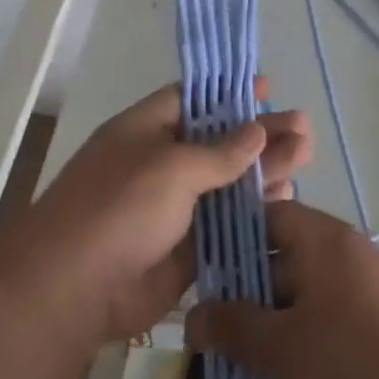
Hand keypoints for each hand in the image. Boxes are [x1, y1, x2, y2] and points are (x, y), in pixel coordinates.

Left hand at [26, 79, 311, 341]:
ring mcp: (174, 208)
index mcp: (146, 131)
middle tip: (304, 129)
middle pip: (218, 142)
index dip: (229, 92)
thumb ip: (220, 152)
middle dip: (260, 134)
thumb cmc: (119, 208)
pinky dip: (255, 212)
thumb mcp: (171, 167)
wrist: (72, 290)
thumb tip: (256, 132)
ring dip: (264, 171)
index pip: (192, 99)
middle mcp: (161, 164)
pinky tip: (286, 199)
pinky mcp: (186, 248)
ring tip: (306, 158)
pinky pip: (227, 224)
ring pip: (228, 183)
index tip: (267, 88)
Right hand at [186, 201, 378, 378]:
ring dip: (268, 321)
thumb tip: (192, 317)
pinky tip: (273, 373)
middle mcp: (344, 252)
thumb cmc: (351, 363)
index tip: (199, 271)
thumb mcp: (280, 347)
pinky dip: (297, 337)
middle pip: (280, 256)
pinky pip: (323, 317)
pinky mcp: (374, 321)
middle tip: (208, 326)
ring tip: (232, 356)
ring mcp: (363, 287)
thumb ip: (232, 327)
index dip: (230, 238)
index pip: (266, 216)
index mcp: (322, 239)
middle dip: (243, 291)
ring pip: (300, 293)